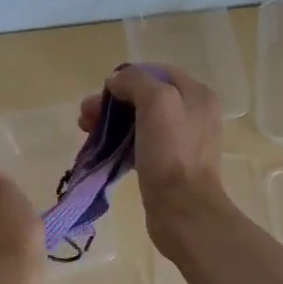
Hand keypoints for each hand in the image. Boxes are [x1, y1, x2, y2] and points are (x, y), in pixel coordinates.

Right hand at [80, 64, 226, 253]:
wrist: (183, 211)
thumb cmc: (171, 153)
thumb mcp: (157, 102)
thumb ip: (136, 81)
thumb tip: (117, 81)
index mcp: (197, 94)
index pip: (157, 72)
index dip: (127, 77)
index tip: (103, 92)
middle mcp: (193, 114)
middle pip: (146, 97)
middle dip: (113, 102)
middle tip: (85, 116)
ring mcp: (182, 141)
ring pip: (140, 121)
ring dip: (112, 122)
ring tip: (87, 132)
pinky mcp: (169, 165)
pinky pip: (141, 144)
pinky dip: (120, 142)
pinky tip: (104, 150)